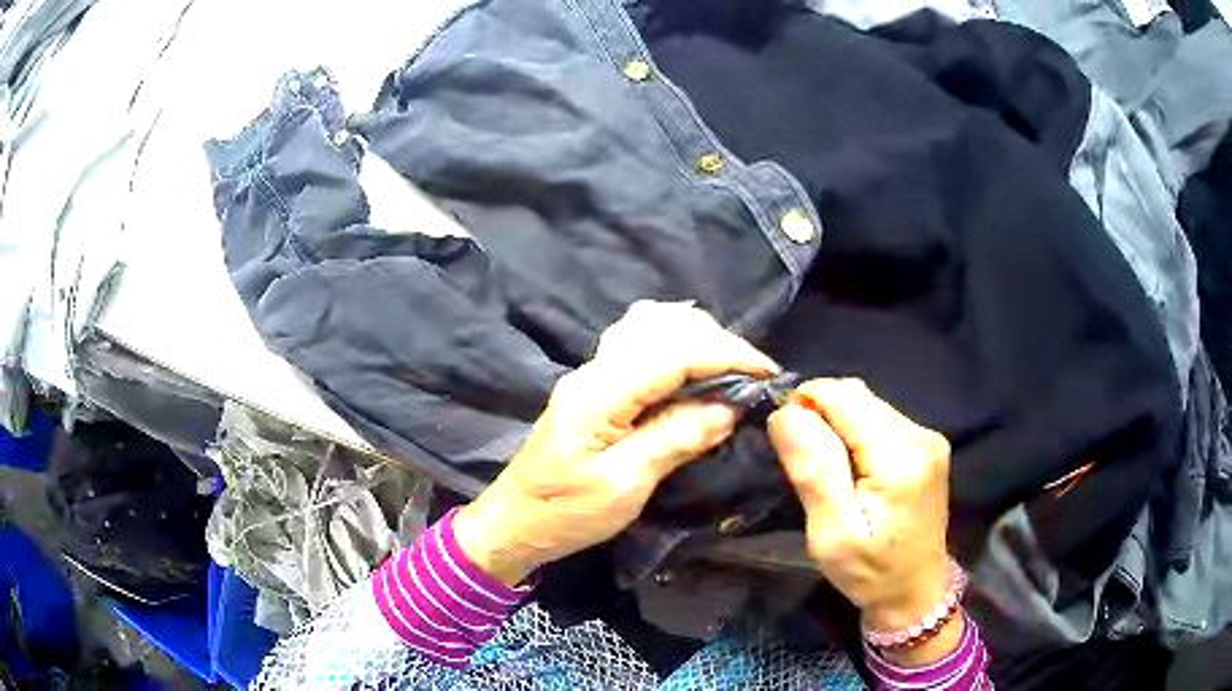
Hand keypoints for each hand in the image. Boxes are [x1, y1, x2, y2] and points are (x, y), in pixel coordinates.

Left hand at [454, 301, 778, 585]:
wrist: (515, 522)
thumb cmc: (566, 513)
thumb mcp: (625, 484)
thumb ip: (676, 438)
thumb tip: (729, 408)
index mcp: (601, 391)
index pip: (676, 351)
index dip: (728, 355)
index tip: (768, 373)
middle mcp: (596, 369)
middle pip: (665, 327)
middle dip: (718, 343)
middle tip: (752, 377)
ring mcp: (592, 373)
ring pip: (651, 327)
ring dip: (697, 339)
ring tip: (730, 370)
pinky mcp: (594, 386)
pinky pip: (639, 345)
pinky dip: (674, 345)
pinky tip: (692, 368)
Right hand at [769, 379, 958, 663]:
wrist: (915, 592)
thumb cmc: (869, 573)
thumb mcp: (831, 534)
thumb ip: (813, 470)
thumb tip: (786, 413)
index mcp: (900, 458)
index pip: (844, 397)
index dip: (807, 403)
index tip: (787, 441)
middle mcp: (921, 436)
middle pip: (857, 395)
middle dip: (821, 414)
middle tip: (805, 462)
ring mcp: (929, 438)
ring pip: (868, 404)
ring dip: (838, 423)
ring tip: (829, 469)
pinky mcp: (928, 444)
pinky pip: (880, 418)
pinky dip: (855, 432)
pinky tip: (852, 467)